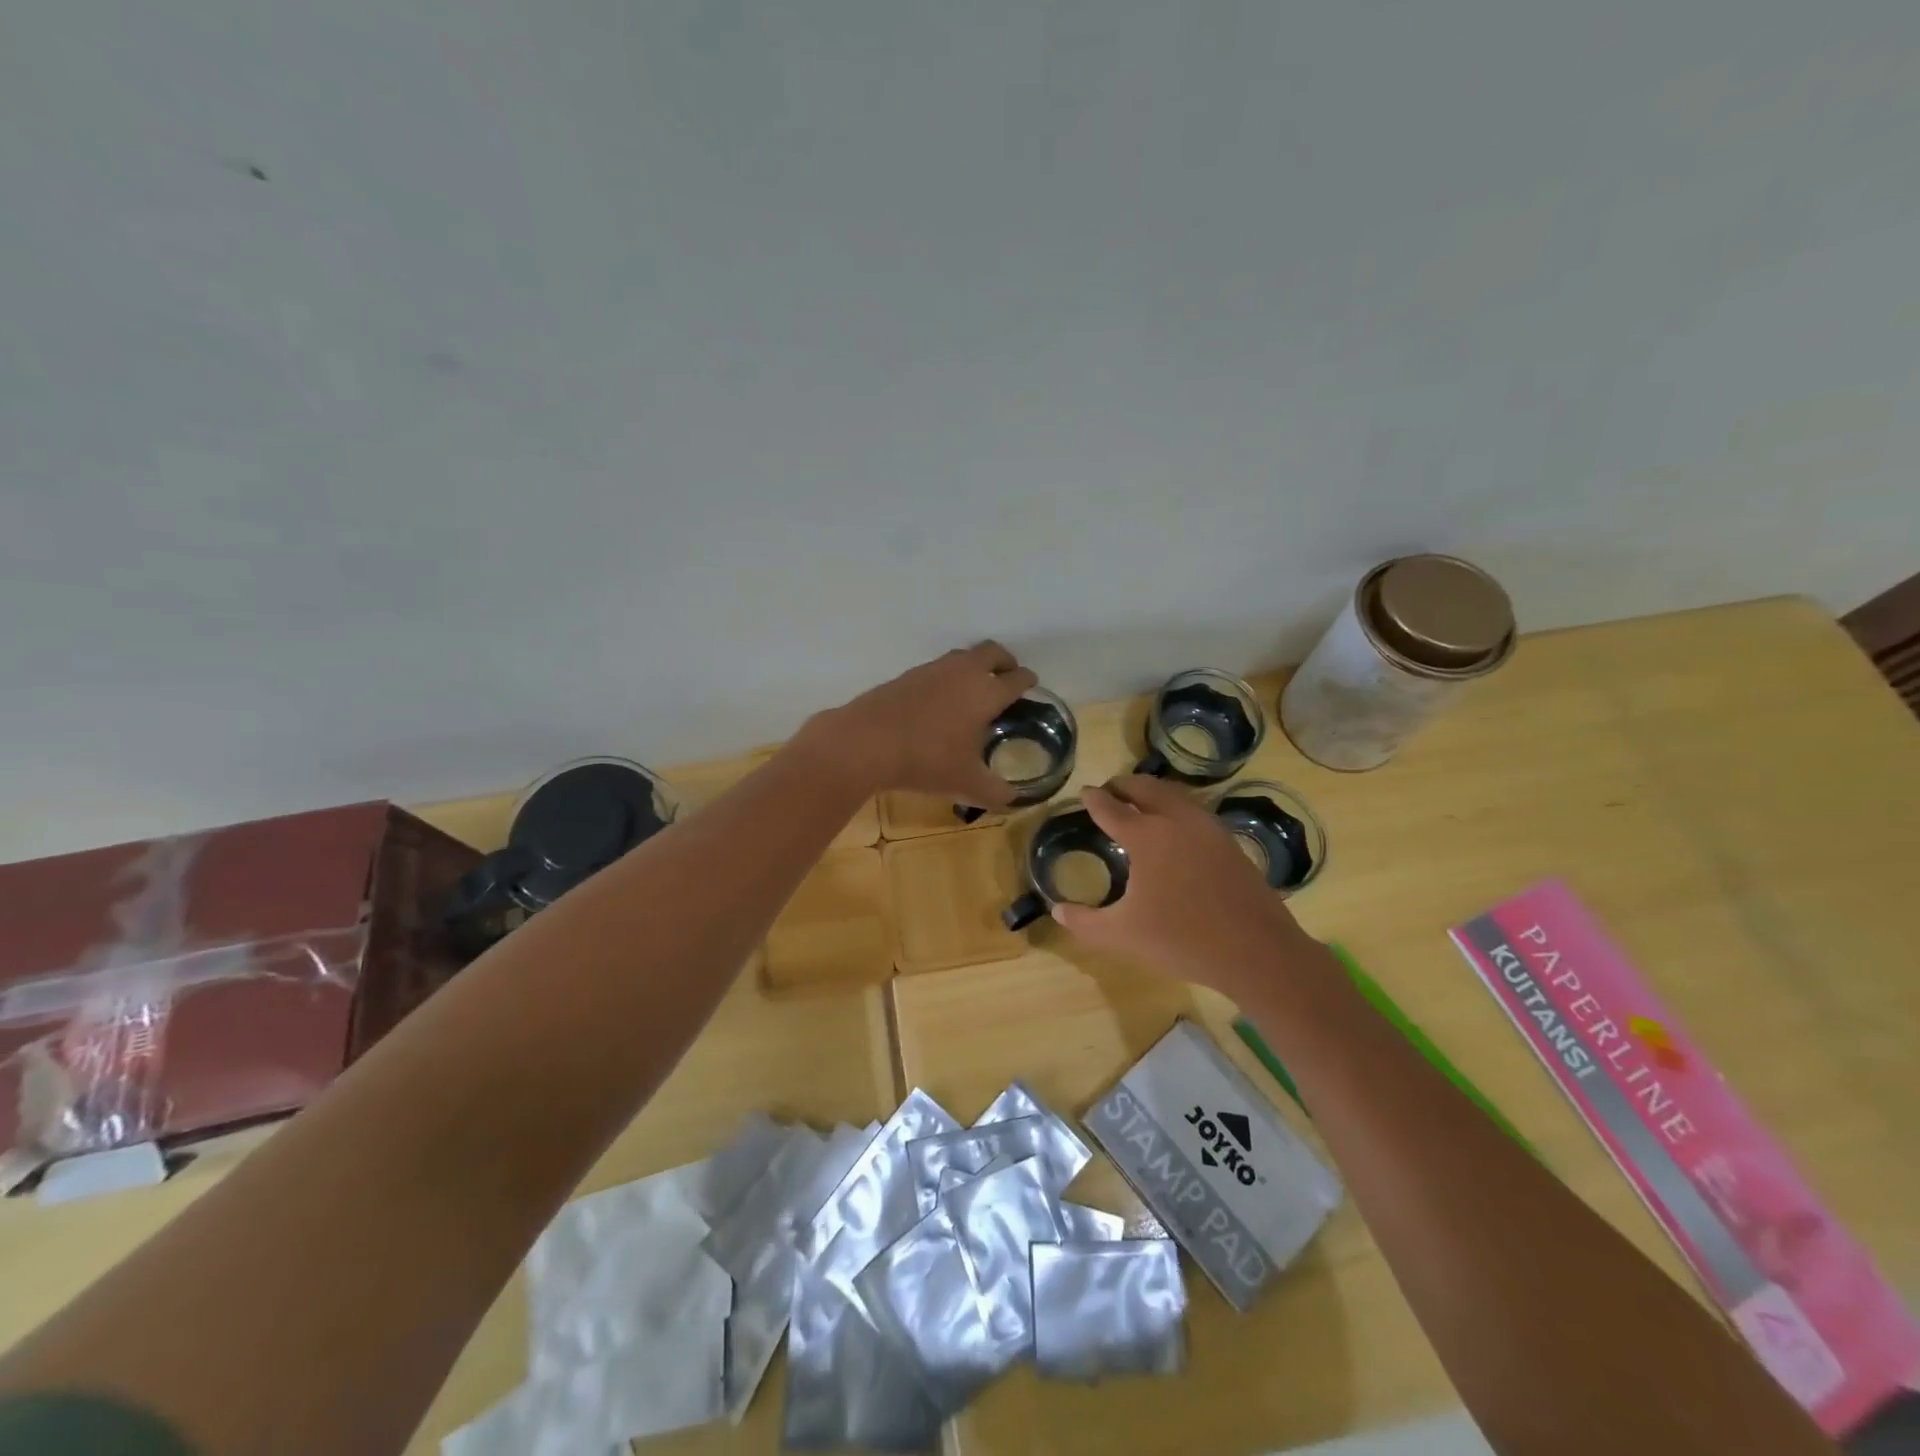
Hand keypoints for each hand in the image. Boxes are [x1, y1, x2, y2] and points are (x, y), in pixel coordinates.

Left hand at [806, 642, 1038, 807]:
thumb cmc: (927, 760)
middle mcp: (963, 673)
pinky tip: (938, 700)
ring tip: (973, 688)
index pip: (1016, 678)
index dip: (1027, 680)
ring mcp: (932, 670)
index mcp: (986, 693)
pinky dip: (946, 678)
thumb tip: (1011, 799)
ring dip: (973, 666)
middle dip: (1004, 661)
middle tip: (1007, 676)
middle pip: (991, 652)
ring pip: (962, 657)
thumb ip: (995, 792)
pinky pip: (936, 669)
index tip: (1030, 684)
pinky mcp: (906, 676)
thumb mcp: (967, 784)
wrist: (867, 742)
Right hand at [1049, 775, 1314, 997]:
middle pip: (1146, 788)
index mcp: (1146, 836)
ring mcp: (1208, 829)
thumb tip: (1057, 911)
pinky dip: (1177, 807)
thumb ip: (1085, 923)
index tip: (1086, 793)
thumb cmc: (1182, 939)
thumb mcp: (1122, 935)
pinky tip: (1176, 828)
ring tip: (1141, 801)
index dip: (1095, 800)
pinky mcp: (1229, 842)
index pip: (1112, 809)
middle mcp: (1176, 821)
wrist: (1256, 951)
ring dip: (1153, 792)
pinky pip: (1195, 811)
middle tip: (1111, 790)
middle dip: (1125, 785)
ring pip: (1175, 795)